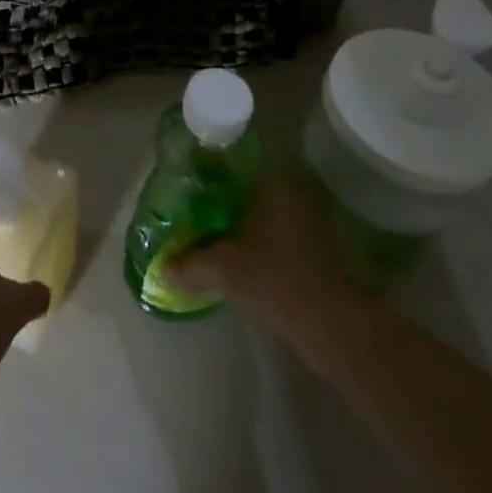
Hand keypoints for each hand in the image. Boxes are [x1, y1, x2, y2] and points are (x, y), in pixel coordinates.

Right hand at [169, 171, 360, 335]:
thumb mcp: (221, 269)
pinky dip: (261, 244)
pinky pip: (280, 235)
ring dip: (243, 226)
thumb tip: (160, 269)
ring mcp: (312, 222)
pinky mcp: (321, 250)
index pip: (233, 167)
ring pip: (265, 215)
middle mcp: (294, 193)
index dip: (208, 178)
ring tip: (214, 239)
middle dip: (224, 204)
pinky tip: (242, 260)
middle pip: (248, 192)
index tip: (188, 190)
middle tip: (196, 215)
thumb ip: (188, 264)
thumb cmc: (272, 278)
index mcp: (271, 183)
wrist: (330, 325)